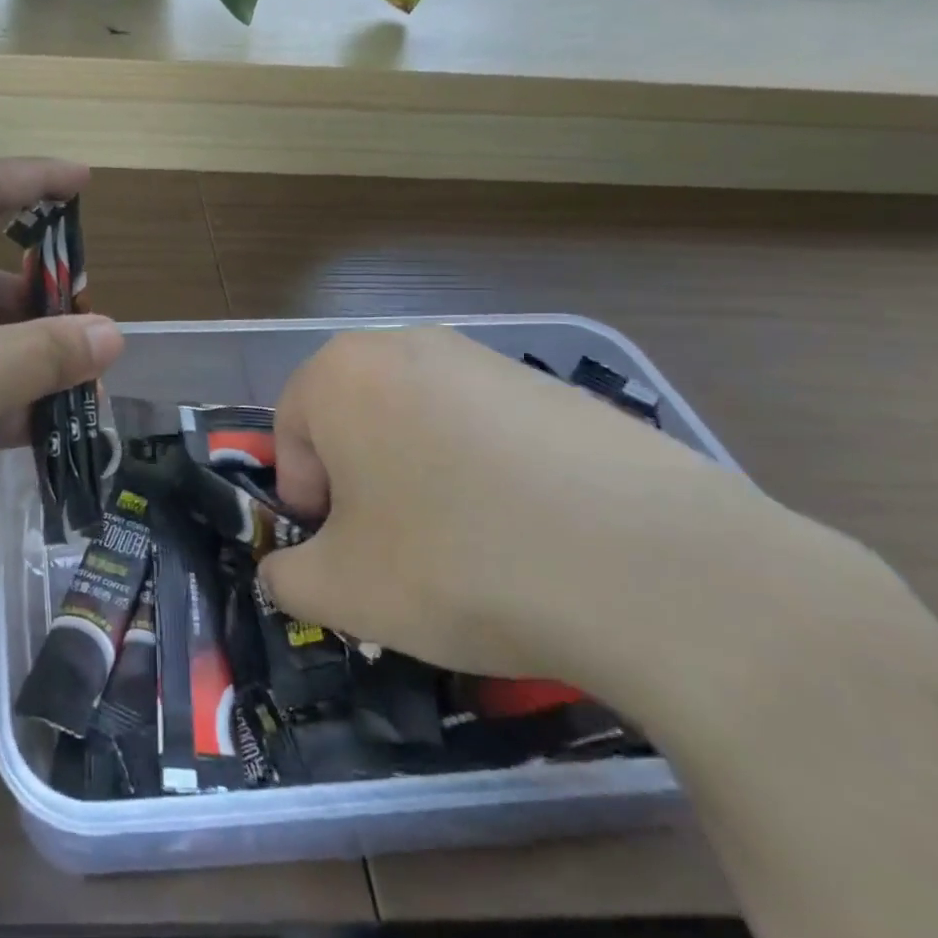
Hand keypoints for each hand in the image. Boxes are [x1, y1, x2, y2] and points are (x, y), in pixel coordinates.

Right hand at [257, 327, 776, 684]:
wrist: (653, 569)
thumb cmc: (455, 564)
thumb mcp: (340, 591)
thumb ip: (285, 579)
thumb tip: (284, 575)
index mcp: (340, 374)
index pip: (291, 433)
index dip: (307, 500)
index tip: (341, 551)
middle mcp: (407, 346)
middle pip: (356, 421)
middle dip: (361, 485)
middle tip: (396, 551)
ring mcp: (491, 360)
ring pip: (423, 424)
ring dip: (423, 480)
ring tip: (470, 549)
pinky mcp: (561, 389)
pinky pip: (494, 432)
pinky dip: (491, 477)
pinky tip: (532, 536)